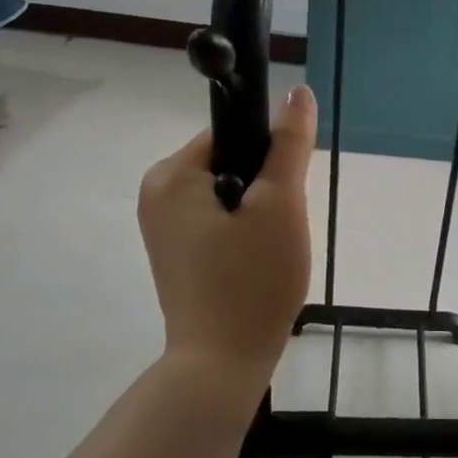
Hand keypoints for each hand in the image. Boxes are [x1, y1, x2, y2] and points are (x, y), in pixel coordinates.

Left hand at [137, 86, 317, 390]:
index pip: (232, 134)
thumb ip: (289, 144)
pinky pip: (219, 220)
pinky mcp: (176, 253)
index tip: (286, 190)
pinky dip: (244, 232)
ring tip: (271, 249)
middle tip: (280, 227)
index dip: (269, 154)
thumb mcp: (280, 204)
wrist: (221, 367)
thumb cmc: (251, 280)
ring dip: (259, 212)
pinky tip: (258, 262)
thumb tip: (299, 91)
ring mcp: (163, 226)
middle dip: (265, 188)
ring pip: (230, 193)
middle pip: (231, 162)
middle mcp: (157, 193)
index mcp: (171, 175)